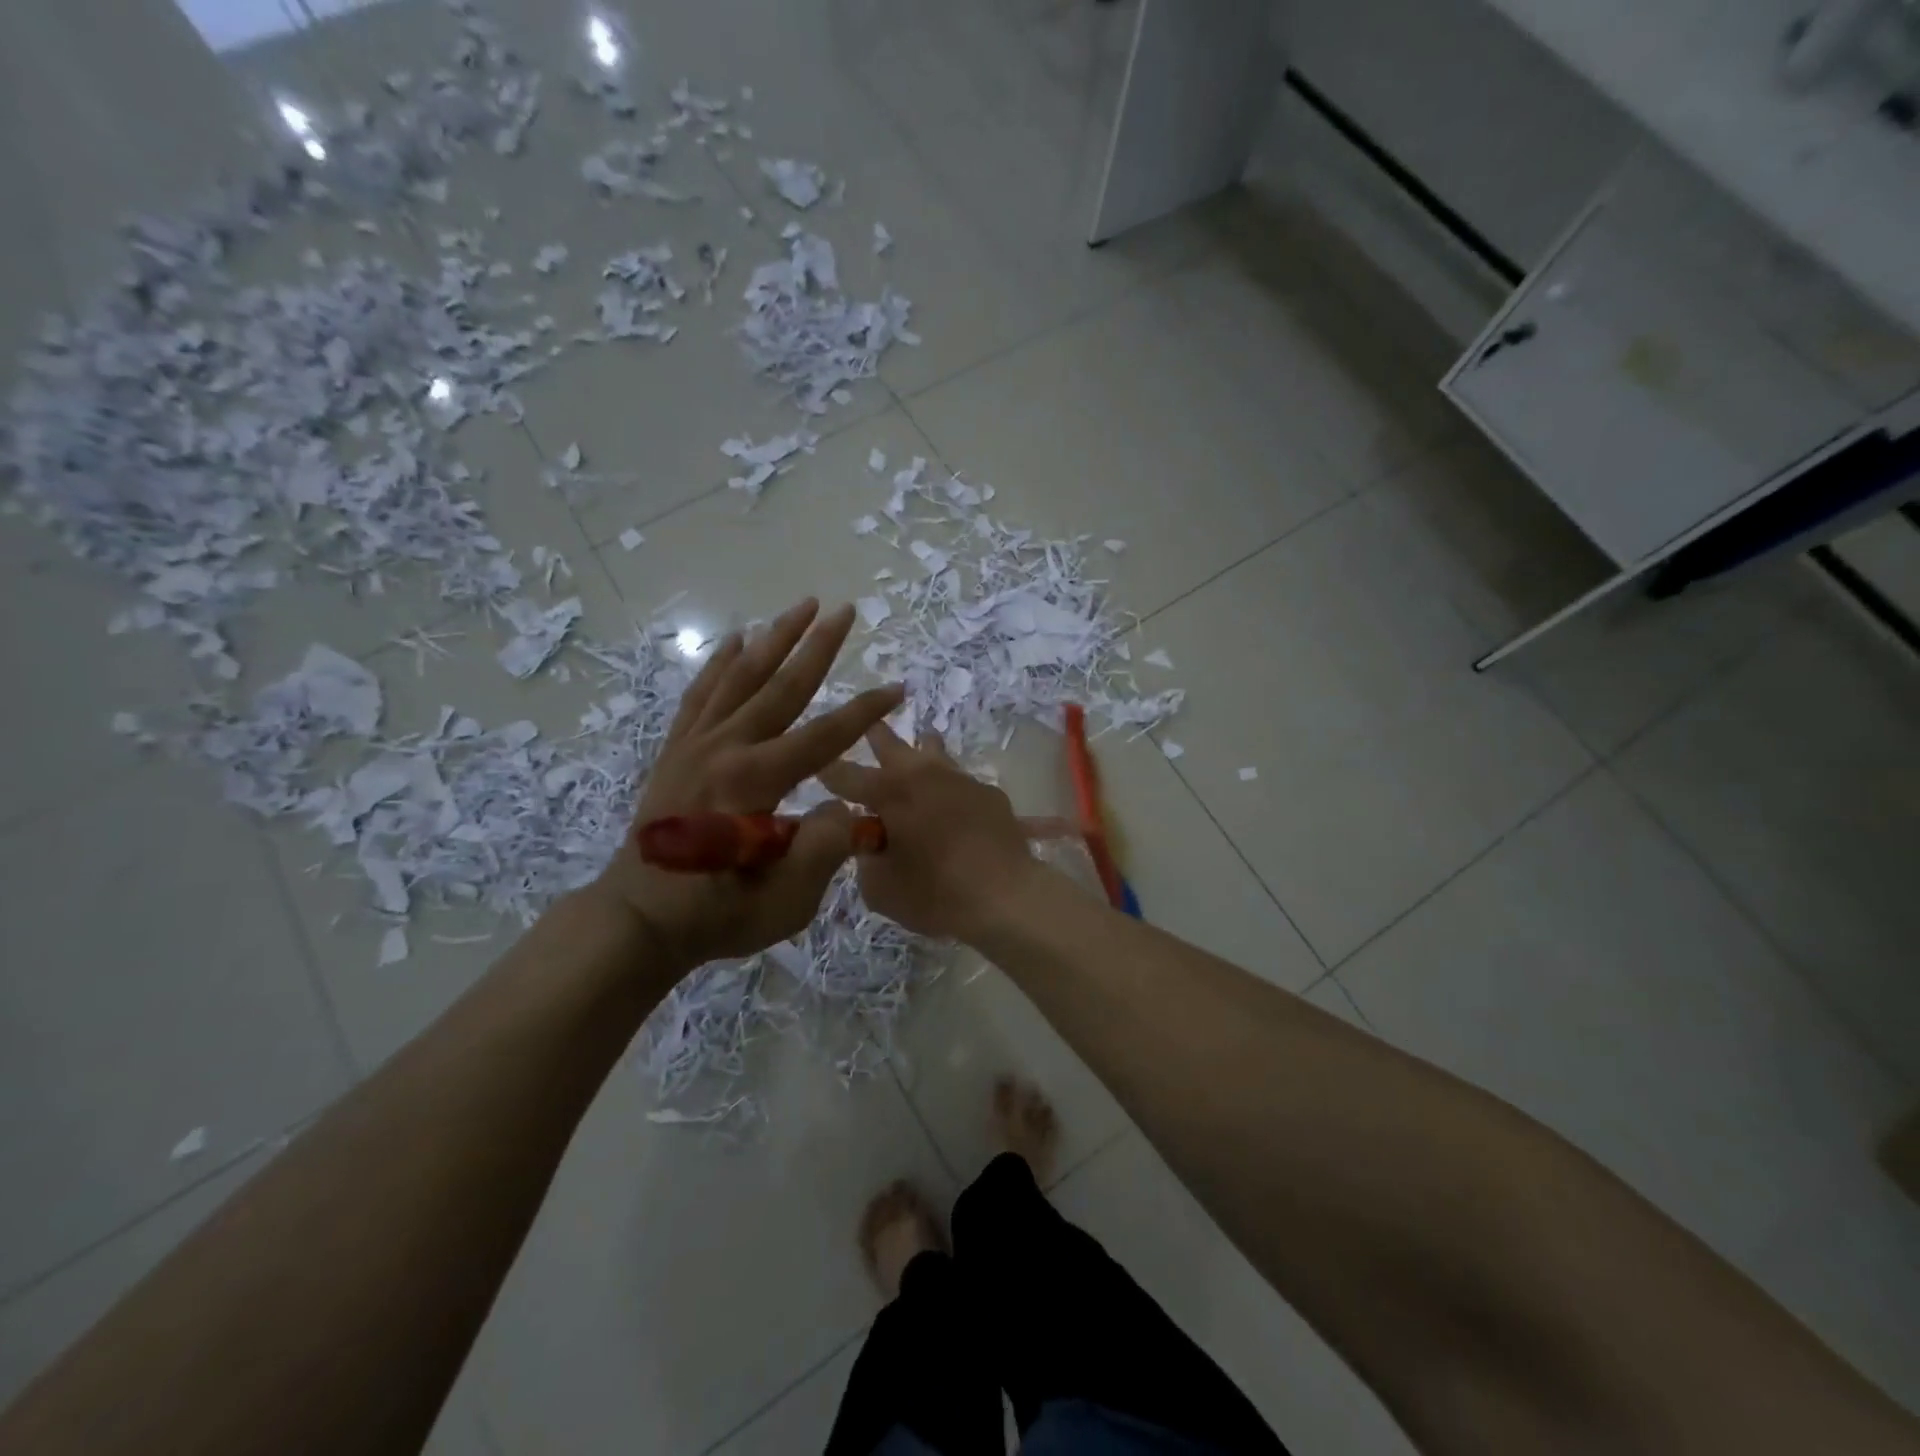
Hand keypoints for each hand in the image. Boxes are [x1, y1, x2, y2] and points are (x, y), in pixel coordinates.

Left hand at [591, 600, 903, 973]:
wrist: (637, 919)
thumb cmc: (716, 915)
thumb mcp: (784, 900)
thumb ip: (823, 849)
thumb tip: (844, 804)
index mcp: (754, 782)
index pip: (823, 736)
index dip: (864, 712)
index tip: (897, 689)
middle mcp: (725, 749)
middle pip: (781, 686)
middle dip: (818, 646)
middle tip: (846, 611)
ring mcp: (695, 744)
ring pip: (740, 677)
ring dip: (774, 638)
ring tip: (801, 605)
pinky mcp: (676, 750)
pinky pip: (701, 694)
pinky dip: (719, 663)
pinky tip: (735, 640)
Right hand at [818, 724, 1043, 941]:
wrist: (1006, 896)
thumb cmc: (935, 894)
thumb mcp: (880, 889)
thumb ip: (865, 859)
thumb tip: (869, 841)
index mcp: (889, 792)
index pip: (845, 775)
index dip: (827, 772)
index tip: (816, 767)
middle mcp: (922, 774)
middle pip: (891, 744)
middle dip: (874, 735)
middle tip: (867, 725)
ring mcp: (960, 779)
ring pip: (933, 751)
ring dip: (920, 749)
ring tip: (919, 743)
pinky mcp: (989, 793)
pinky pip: (961, 782)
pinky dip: (950, 788)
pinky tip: (953, 802)